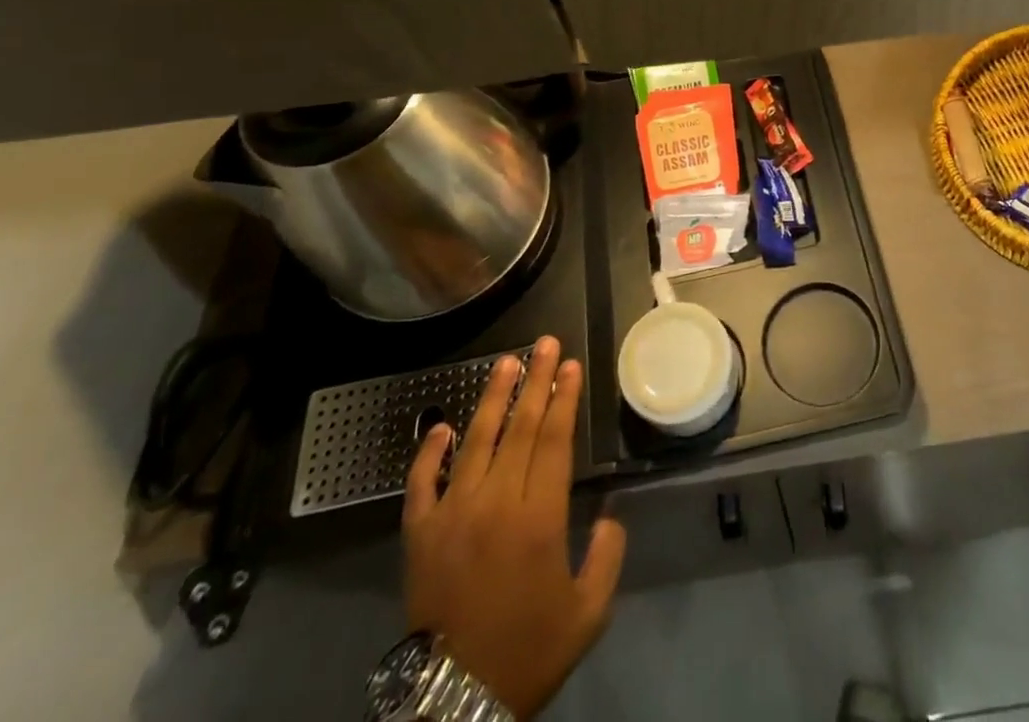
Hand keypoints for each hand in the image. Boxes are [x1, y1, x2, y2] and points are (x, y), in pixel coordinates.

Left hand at [402, 335, 625, 719]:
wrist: (455, 704)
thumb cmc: (529, 653)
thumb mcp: (588, 613)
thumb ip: (607, 556)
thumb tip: (609, 515)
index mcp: (539, 518)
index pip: (554, 440)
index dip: (564, 399)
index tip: (571, 365)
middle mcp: (496, 503)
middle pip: (520, 428)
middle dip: (537, 381)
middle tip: (546, 343)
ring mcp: (452, 515)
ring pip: (474, 441)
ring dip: (493, 398)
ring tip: (507, 362)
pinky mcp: (419, 535)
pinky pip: (421, 483)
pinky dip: (429, 451)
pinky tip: (441, 425)